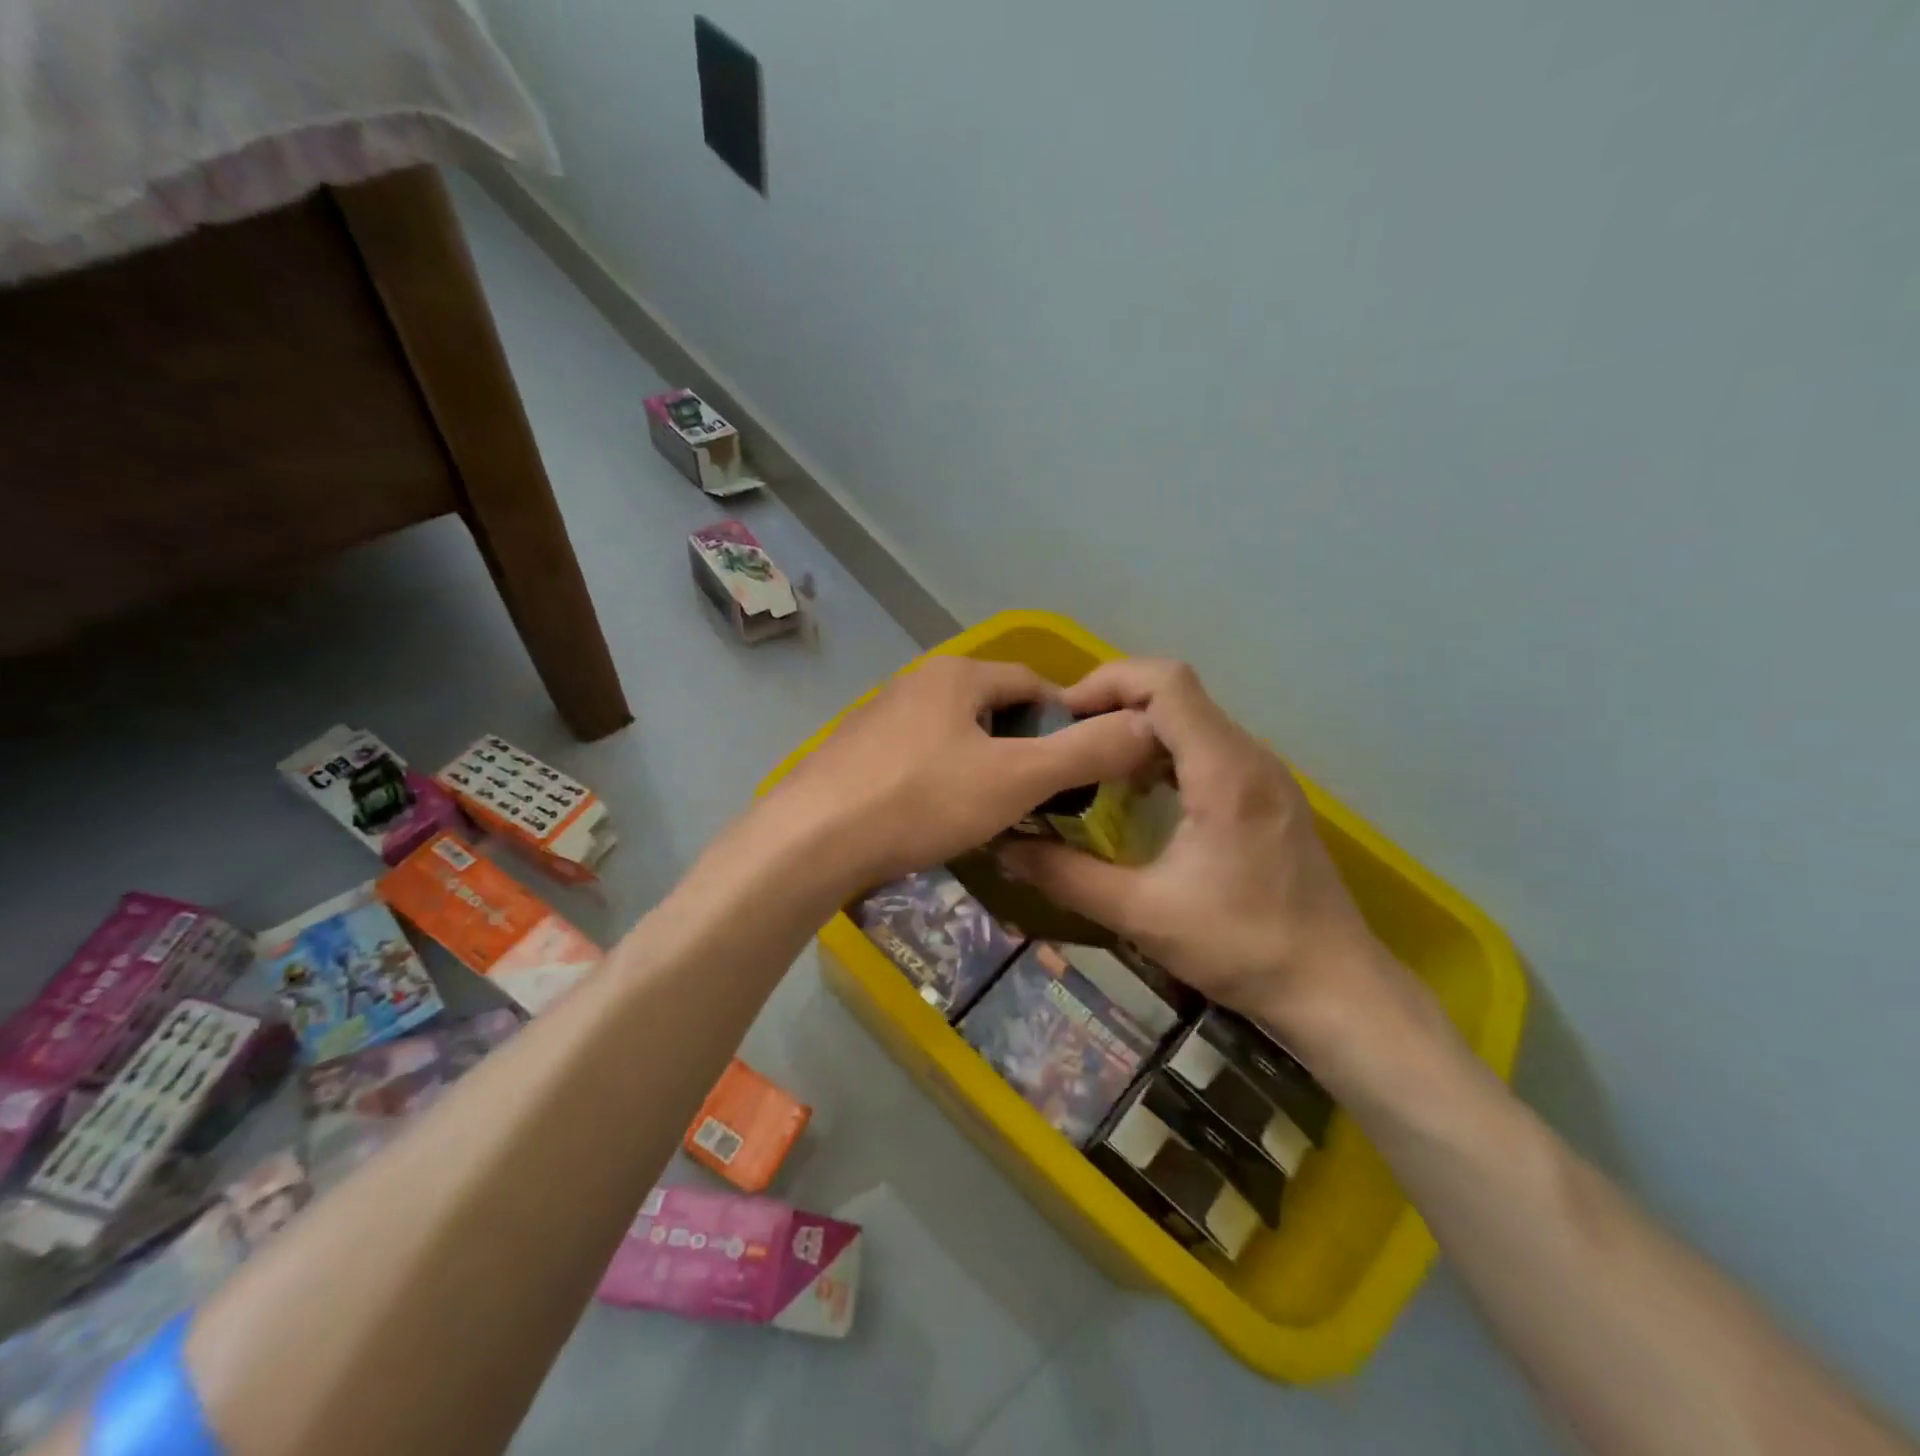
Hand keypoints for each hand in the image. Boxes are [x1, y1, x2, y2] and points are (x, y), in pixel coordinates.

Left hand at [768, 654, 1159, 892]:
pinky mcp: (854, 752)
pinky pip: (918, 758)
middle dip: (1023, 748)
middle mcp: (916, 682)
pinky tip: (937, 817)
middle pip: (992, 709)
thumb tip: (1146, 726)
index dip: (1066, 721)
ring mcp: (879, 716)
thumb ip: (1084, 752)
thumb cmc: (921, 800)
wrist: (811, 840)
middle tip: (1040, 798)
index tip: (1081, 767)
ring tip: (994, 813)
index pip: (1033, 683)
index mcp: (957, 675)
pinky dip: (941, 781)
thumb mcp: (1016, 779)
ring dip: (982, 766)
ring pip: (954, 736)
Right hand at [998, 659, 1393, 1053]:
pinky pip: (1208, 748)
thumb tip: (1005, 848)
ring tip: (1092, 764)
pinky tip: (1137, 796)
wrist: (1336, 988)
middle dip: (1113, 705)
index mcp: (1224, 771)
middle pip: (1177, 693)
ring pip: (1193, 719)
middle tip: (1064, 743)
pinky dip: (1164, 753)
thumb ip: (1067, 876)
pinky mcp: (1268, 794)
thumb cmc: (1243, 948)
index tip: (1061, 719)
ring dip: (1137, 729)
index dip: (1107, 683)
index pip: (1167, 683)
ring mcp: (1265, 773)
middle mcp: (1250, 756)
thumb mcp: (1142, 915)